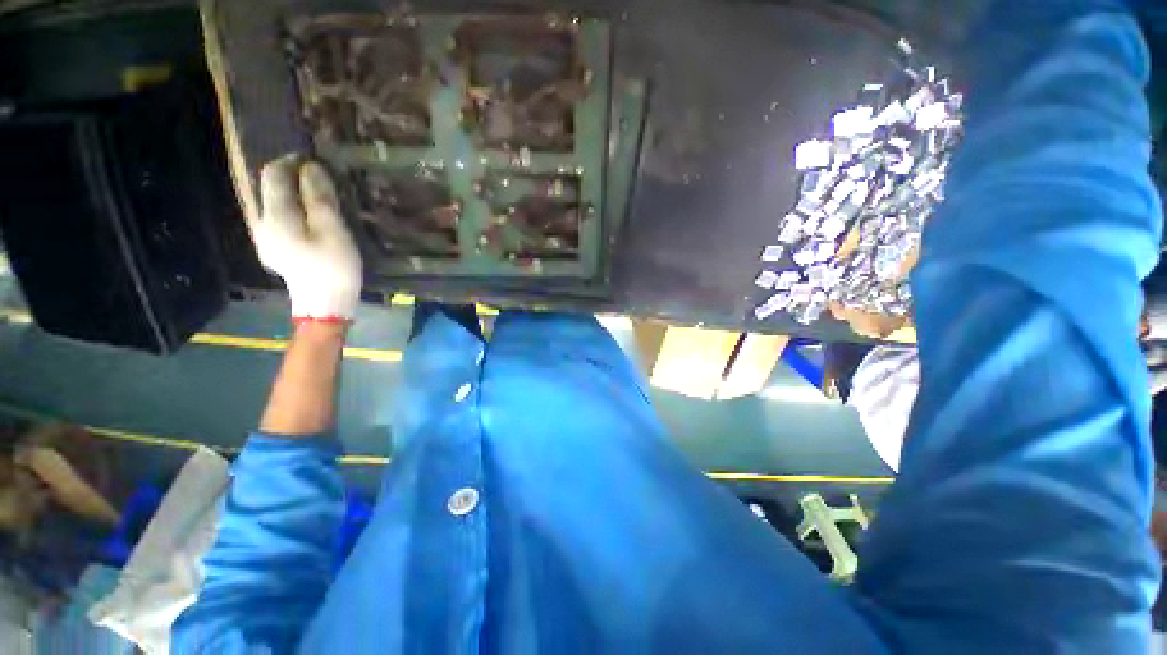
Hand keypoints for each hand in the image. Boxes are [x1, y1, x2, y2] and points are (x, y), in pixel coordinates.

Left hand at [253, 155, 361, 319]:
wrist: (325, 305)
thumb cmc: (333, 268)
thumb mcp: (332, 231)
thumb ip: (319, 198)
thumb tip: (311, 168)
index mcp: (275, 217)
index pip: (274, 177)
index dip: (291, 162)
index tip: (314, 159)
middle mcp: (262, 224)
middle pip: (267, 189)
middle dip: (289, 176)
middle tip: (318, 176)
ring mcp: (266, 239)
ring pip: (272, 204)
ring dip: (291, 193)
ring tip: (316, 193)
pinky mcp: (275, 250)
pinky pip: (278, 218)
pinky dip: (292, 209)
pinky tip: (308, 215)